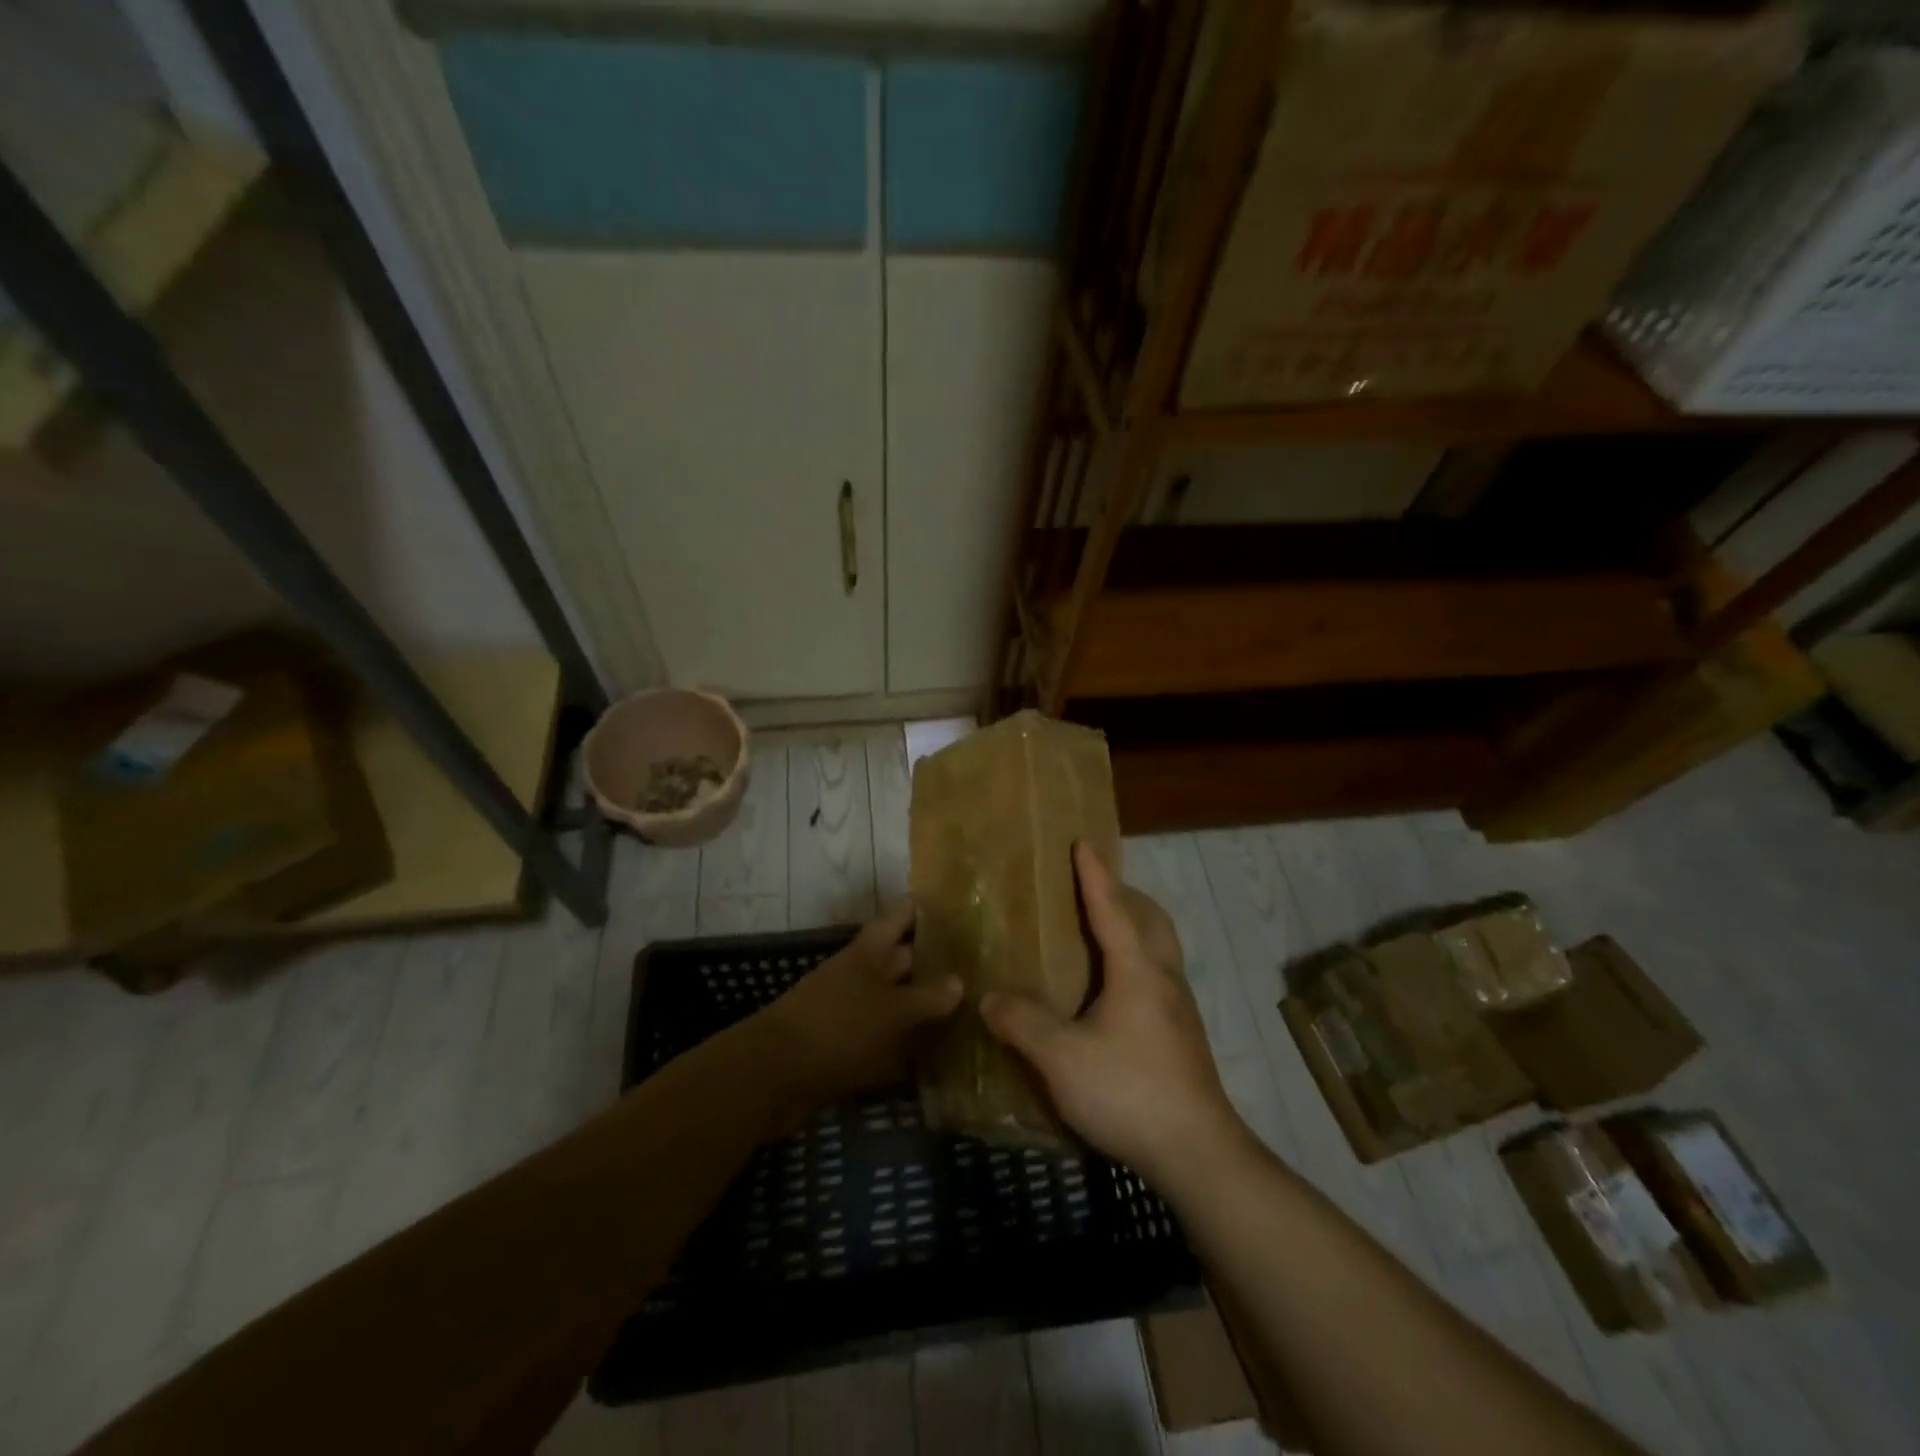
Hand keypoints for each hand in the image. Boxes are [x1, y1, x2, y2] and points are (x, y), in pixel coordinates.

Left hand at [754, 900, 963, 1112]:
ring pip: (895, 1000)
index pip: (902, 916)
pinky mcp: (847, 1046)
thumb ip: (927, 997)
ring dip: (923, 1007)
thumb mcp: (890, 1010)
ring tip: (969, 1011)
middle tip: (981, 968)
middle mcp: (862, 974)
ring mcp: (852, 1010)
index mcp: (869, 951)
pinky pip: (884, 1039)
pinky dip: (906, 1046)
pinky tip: (935, 1058)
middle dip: (935, 962)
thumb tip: (959, 981)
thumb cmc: (838, 1027)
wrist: (773, 1076)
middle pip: (902, 959)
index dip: (926, 909)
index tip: (961, 908)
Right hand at [980, 843, 1244, 1187]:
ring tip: (1102, 936)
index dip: (1095, 875)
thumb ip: (1022, 1022)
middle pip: (1152, 920)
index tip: (1084, 843)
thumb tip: (990, 997)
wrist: (1198, 1153)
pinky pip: (1160, 977)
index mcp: (1137, 970)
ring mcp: (1180, 1009)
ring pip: (1162, 949)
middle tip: (1095, 890)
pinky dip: (1139, 962)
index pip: (1113, 908)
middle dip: (1126, 896)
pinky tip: (1114, 994)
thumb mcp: (1062, 1057)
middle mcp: (1164, 979)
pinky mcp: (1184, 1037)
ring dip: (1137, 928)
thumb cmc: (1129, 1090)